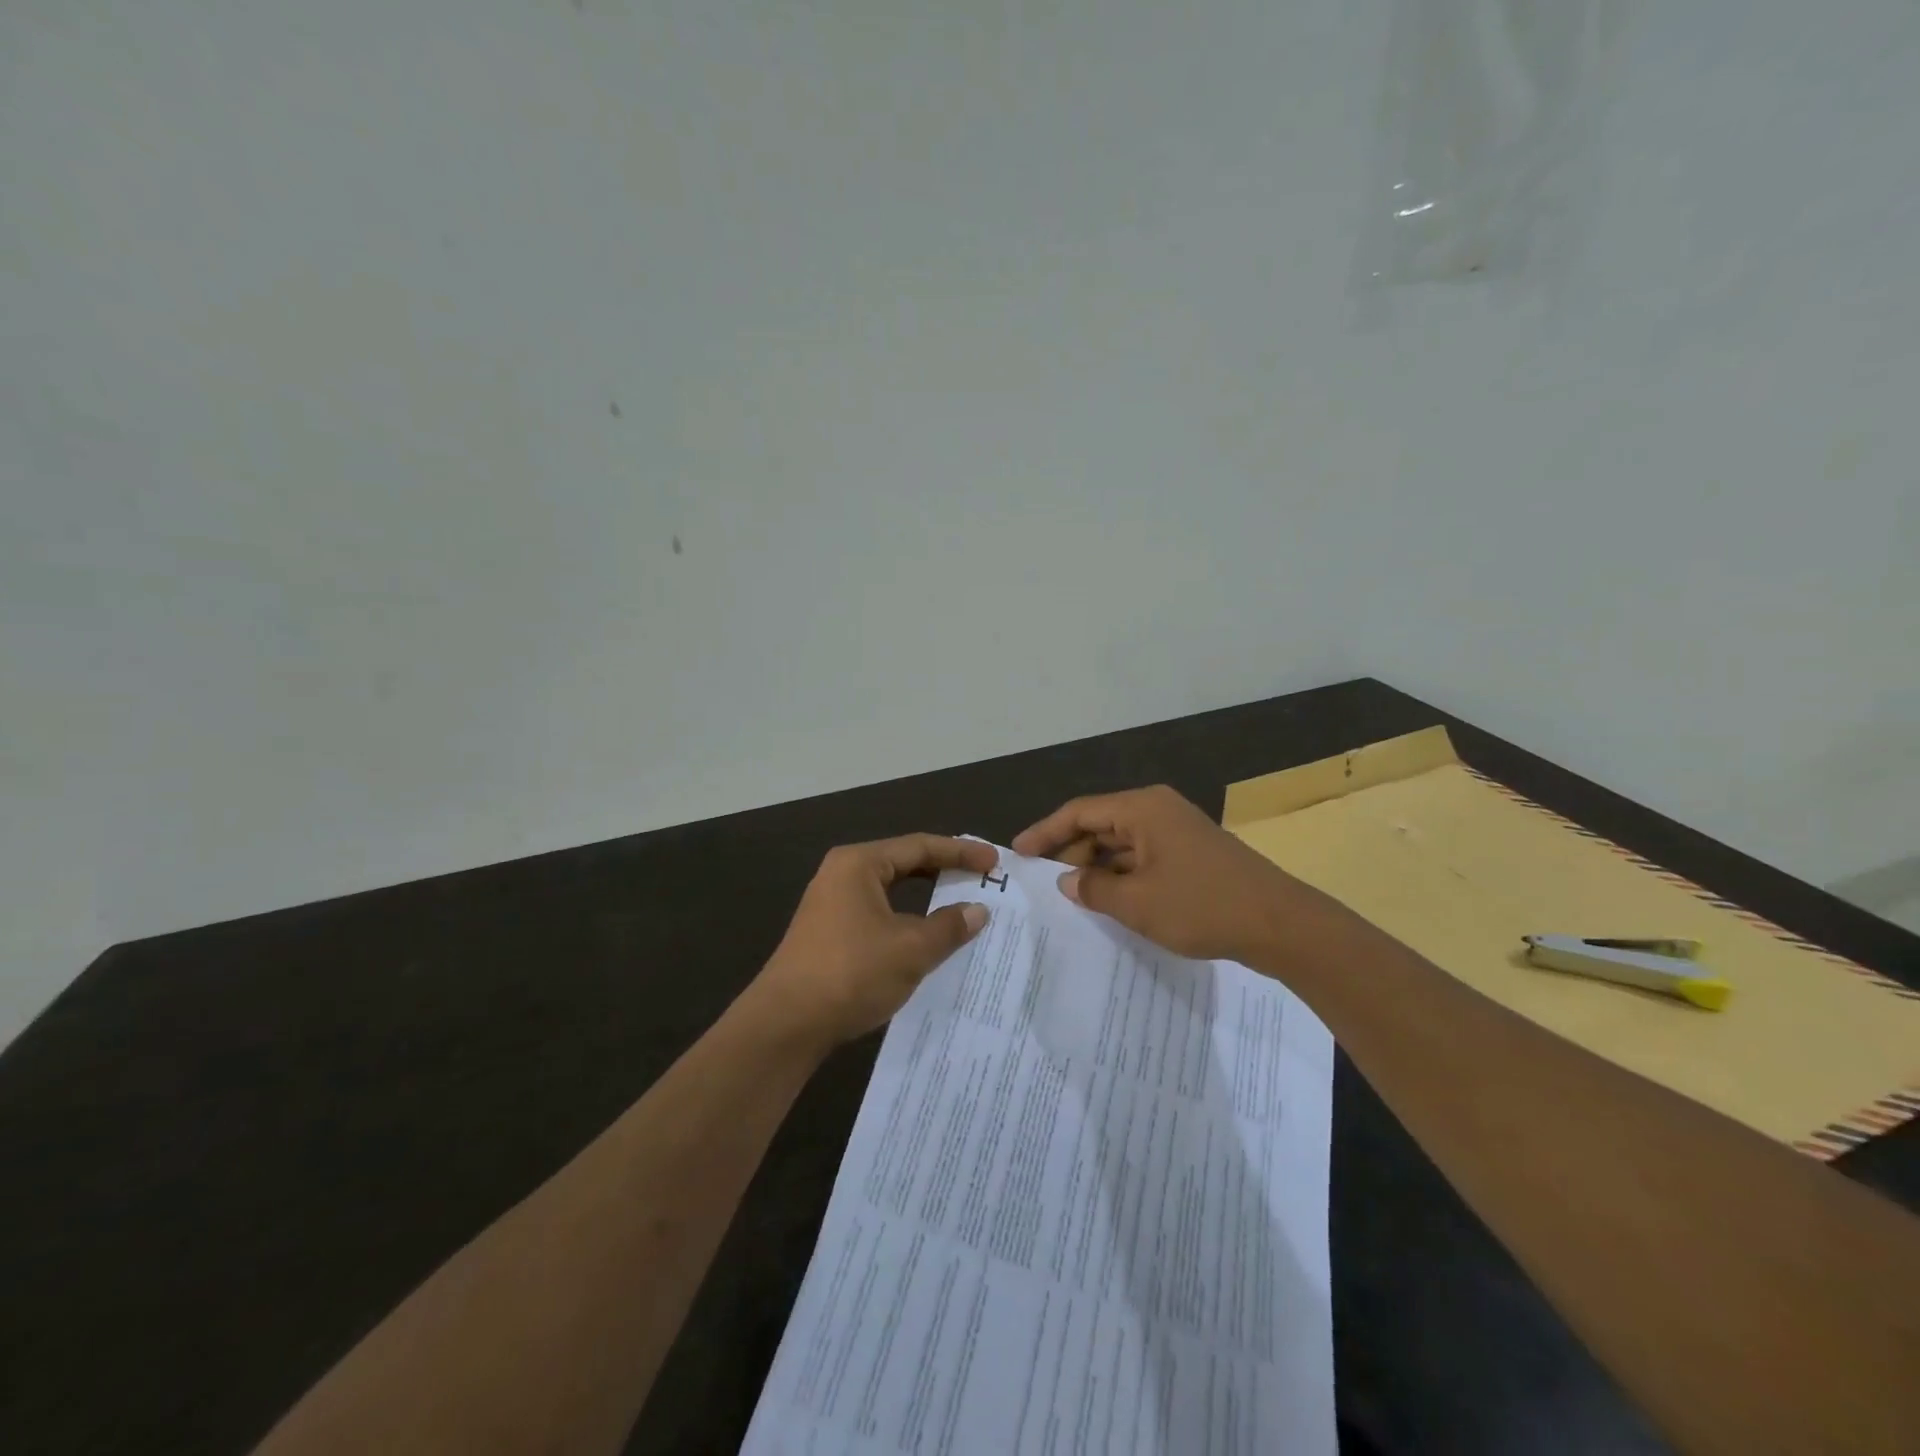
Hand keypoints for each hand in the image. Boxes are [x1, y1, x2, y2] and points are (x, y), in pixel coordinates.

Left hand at [749, 835, 996, 1049]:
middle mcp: (842, 874)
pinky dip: (907, 919)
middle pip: (904, 863)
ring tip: (961, 903)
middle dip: (944, 870)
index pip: (920, 846)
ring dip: (926, 897)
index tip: (993, 863)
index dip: (961, 853)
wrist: (785, 1024)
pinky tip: (926, 937)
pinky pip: (879, 913)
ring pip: (891, 891)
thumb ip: (949, 927)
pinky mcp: (829, 933)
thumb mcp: (910, 949)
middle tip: (982, 878)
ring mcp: (832, 904)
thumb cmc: (851, 973)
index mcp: (859, 863)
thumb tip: (978, 910)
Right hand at [1013, 785, 1323, 964]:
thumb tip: (1068, 881)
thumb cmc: (1201, 906)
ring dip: (1096, 868)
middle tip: (1044, 884)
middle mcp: (1157, 810)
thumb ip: (1093, 888)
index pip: (1079, 812)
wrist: (1280, 925)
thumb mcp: (1137, 903)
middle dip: (1070, 853)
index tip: (1018, 853)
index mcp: (1142, 808)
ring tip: (1071, 897)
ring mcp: (1176, 832)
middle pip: (1100, 825)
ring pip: (1121, 843)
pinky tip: (1108, 901)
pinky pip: (1142, 858)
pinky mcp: (1190, 854)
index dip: (1045, 832)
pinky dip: (1121, 876)